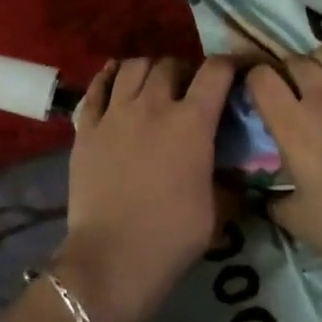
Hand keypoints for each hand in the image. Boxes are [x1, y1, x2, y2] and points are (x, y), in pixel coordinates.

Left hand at [52, 56, 236, 321]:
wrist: (112, 258)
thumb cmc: (173, 235)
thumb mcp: (217, 206)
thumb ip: (225, 176)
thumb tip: (235, 169)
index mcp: (192, 122)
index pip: (216, 71)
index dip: (230, 65)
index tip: (236, 72)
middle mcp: (153, 106)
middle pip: (170, 64)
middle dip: (184, 71)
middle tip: (187, 91)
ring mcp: (115, 114)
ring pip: (132, 67)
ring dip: (148, 70)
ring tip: (152, 86)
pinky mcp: (85, 128)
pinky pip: (96, 87)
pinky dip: (109, 78)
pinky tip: (115, 82)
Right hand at [245, 50, 321, 269]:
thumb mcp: (296, 219)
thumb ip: (275, 200)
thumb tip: (270, 195)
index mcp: (293, 123)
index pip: (261, 77)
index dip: (255, 80)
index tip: (258, 93)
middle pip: (296, 60)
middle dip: (288, 71)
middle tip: (292, 92)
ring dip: (321, 67)